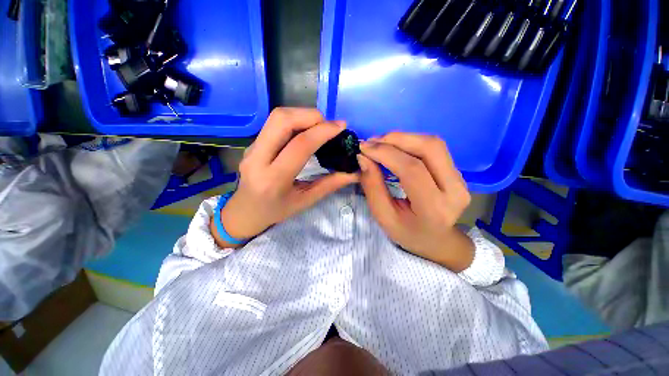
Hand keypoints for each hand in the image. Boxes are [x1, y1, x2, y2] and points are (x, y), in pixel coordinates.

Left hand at [211, 108, 358, 247]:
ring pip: (276, 117)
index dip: (323, 131)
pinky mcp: (252, 143)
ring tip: (319, 127)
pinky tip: (305, 131)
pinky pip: (274, 123)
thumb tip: (353, 172)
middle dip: (310, 116)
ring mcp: (252, 147)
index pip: (300, 145)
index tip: (341, 127)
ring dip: (302, 115)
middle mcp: (258, 158)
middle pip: (282, 120)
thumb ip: (330, 185)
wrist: (244, 212)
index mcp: (274, 179)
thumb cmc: (276, 211)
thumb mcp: (305, 201)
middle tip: (328, 125)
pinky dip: (295, 120)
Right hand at [357, 133, 473, 271]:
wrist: (436, 241)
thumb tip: (363, 158)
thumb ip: (373, 187)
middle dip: (397, 139)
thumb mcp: (383, 216)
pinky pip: (434, 149)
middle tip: (372, 142)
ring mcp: (461, 179)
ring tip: (381, 143)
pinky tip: (395, 148)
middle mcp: (455, 190)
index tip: (364, 148)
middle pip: (429, 148)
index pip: (412, 169)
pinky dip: (411, 143)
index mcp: (435, 208)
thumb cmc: (407, 232)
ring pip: (434, 144)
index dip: (386, 153)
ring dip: (404, 138)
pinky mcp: (457, 173)